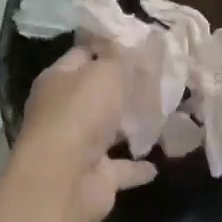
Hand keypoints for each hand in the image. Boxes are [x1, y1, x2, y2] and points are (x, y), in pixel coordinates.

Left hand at [14, 46, 157, 221]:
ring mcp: (78, 146)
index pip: (83, 54)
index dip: (108, 46)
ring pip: (108, 131)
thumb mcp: (105, 71)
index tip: (137, 42)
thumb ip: (122, 58)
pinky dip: (137, 167)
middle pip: (97, 93)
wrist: (64, 179)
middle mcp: (64, 111)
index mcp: (58, 80)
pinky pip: (121, 168)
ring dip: (130, 126)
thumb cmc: (81, 112)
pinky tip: (158, 163)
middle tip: (157, 77)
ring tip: (163, 114)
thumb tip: (134, 46)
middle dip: (123, 87)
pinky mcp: (95, 177)